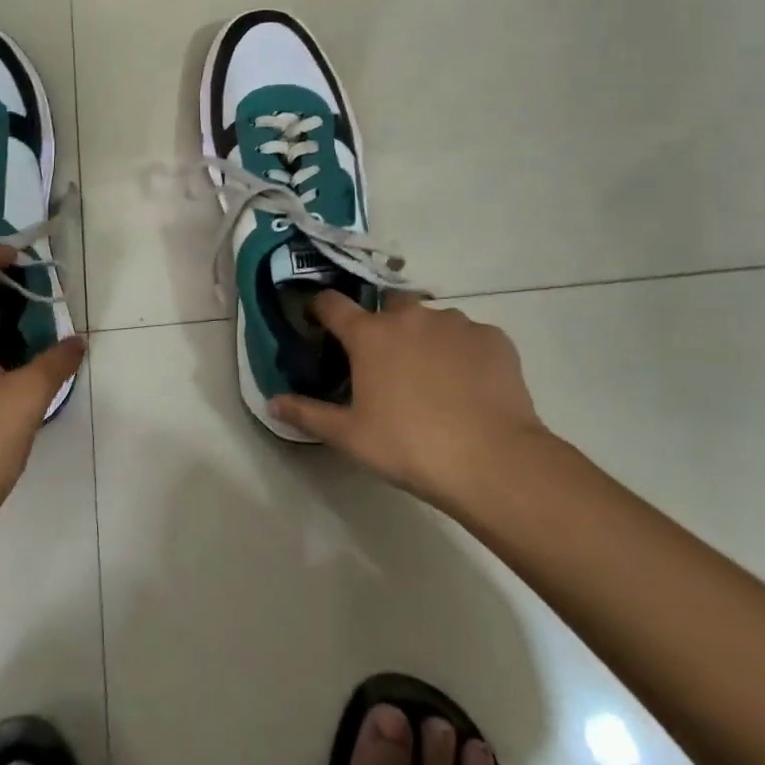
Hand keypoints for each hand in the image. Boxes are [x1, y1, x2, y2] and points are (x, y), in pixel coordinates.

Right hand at [271, 291, 553, 521]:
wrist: (493, 461)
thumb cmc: (410, 446)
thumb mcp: (350, 436)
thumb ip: (308, 414)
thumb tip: (272, 402)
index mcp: (370, 335)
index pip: (332, 303)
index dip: (321, 308)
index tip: (318, 320)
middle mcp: (409, 317)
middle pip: (388, 304)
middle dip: (384, 322)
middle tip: (387, 359)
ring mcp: (455, 323)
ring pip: (432, 319)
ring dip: (426, 337)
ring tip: (434, 376)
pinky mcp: (493, 338)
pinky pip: (470, 336)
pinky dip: (464, 352)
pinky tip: (469, 384)